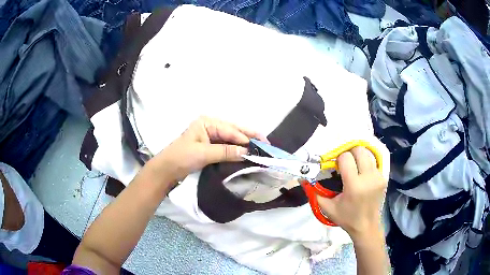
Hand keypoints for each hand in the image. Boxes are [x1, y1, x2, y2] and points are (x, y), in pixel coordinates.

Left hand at [149, 116, 266, 182]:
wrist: (167, 169)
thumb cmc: (182, 157)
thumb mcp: (203, 153)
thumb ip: (226, 151)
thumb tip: (247, 152)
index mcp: (207, 122)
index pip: (230, 130)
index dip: (246, 138)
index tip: (261, 146)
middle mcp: (210, 126)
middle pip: (233, 131)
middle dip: (249, 137)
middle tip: (266, 143)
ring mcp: (210, 136)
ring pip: (231, 139)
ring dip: (244, 143)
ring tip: (260, 147)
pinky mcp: (210, 146)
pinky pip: (227, 146)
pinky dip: (236, 149)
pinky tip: (246, 152)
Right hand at [317, 147, 386, 238]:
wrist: (366, 226)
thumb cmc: (346, 218)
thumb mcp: (327, 207)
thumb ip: (314, 192)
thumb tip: (303, 178)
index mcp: (354, 186)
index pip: (346, 158)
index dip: (339, 159)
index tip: (337, 167)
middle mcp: (368, 178)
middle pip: (359, 150)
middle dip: (350, 153)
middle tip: (345, 163)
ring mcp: (378, 177)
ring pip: (368, 153)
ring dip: (359, 157)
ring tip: (354, 167)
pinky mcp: (383, 177)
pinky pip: (373, 162)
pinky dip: (366, 163)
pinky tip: (362, 174)